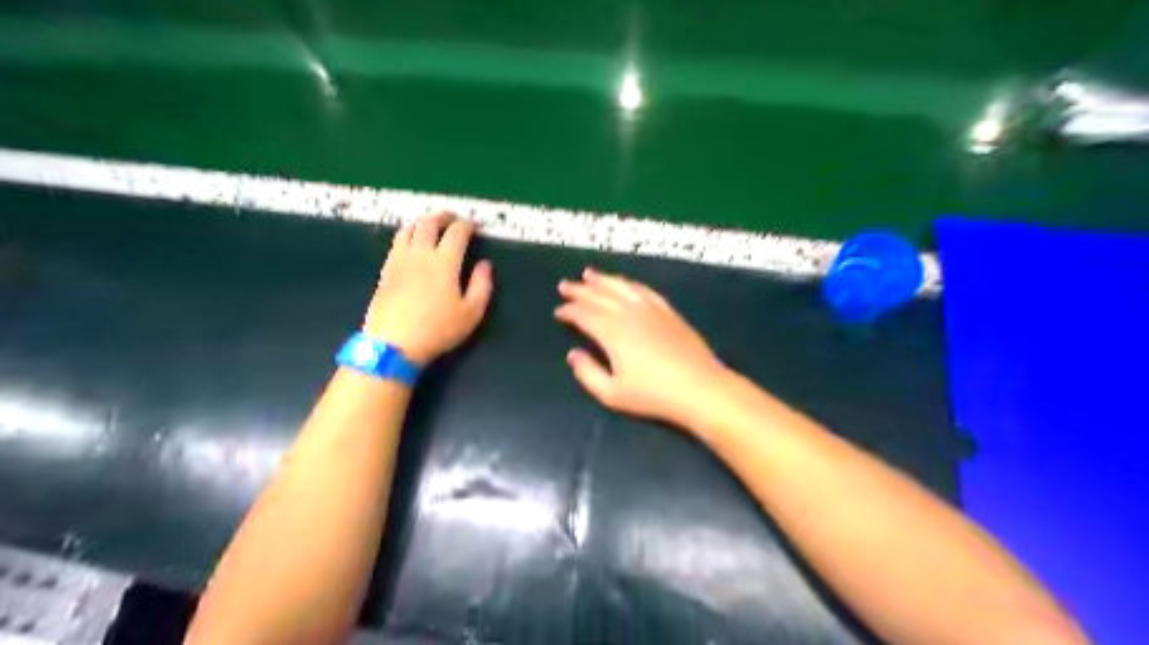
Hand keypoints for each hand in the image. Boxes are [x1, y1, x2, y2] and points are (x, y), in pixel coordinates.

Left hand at [362, 211, 492, 361]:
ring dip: (423, 221)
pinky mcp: (386, 270)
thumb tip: (485, 265)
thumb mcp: (471, 313)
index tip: (474, 226)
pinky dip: (407, 233)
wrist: (393, 343)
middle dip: (443, 216)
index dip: (467, 225)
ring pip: (409, 229)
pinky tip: (411, 241)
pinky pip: (397, 242)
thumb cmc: (438, 330)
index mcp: (444, 262)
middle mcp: (421, 254)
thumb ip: (482, 286)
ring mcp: (400, 260)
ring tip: (431, 224)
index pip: (457, 232)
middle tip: (453, 217)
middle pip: (429, 224)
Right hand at [557, 267, 726, 427]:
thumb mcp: (612, 394)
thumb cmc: (653, 395)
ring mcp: (651, 310)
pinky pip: (645, 291)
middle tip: (565, 285)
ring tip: (589, 274)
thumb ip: (587, 373)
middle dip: (580, 290)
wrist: (699, 388)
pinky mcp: (668, 312)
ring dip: (603, 280)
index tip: (558, 311)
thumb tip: (573, 354)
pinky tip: (625, 283)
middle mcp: (629, 314)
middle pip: (599, 296)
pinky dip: (630, 284)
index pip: (584, 314)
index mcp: (612, 332)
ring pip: (621, 287)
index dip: (569, 311)